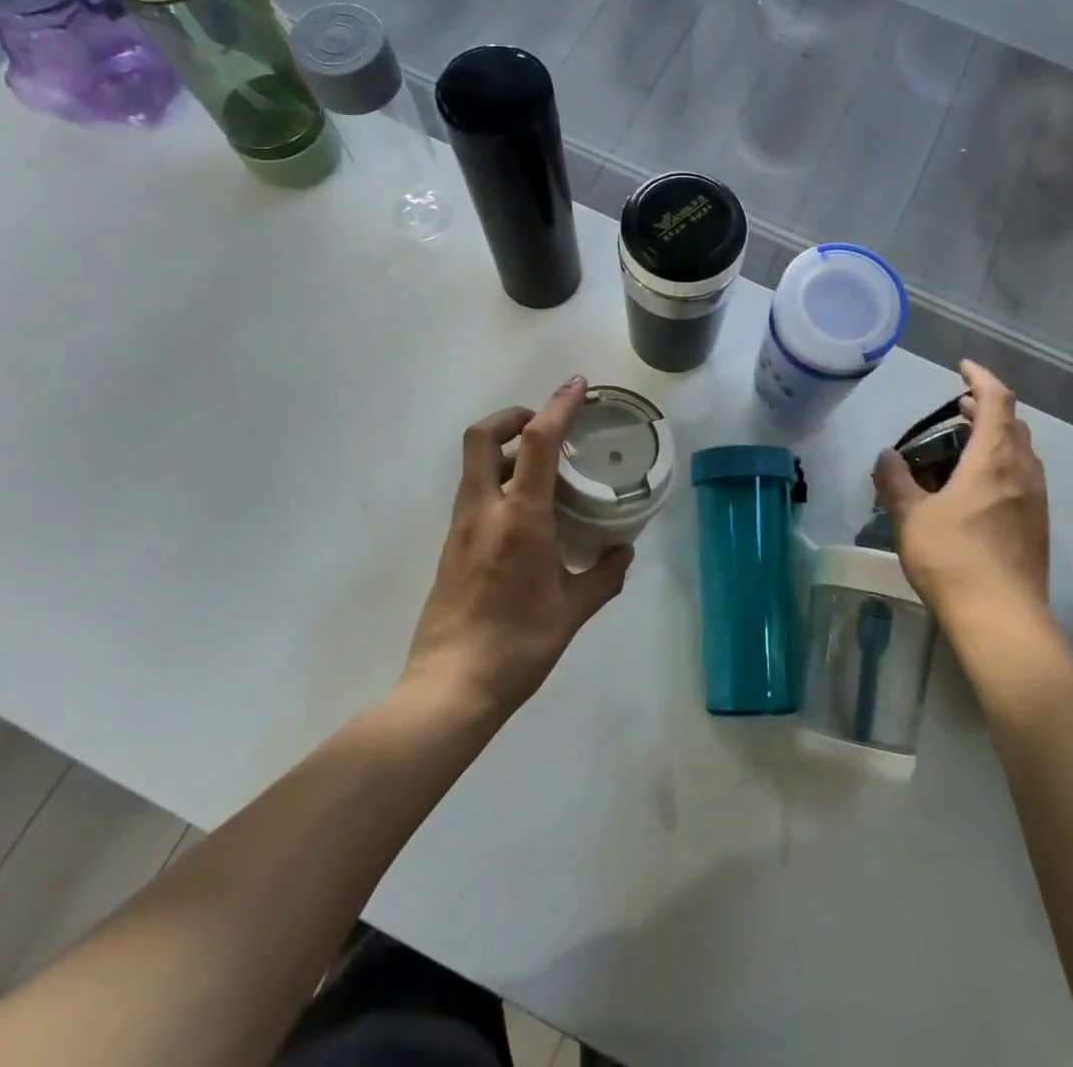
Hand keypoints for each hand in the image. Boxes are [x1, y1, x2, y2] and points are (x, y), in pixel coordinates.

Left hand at [406, 376, 633, 717]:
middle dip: (514, 415)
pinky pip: (475, 493)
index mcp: (520, 518)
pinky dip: (499, 480)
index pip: (538, 442)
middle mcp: (484, 511)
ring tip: (545, 469)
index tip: (578, 385)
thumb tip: (623, 551)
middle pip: (484, 435)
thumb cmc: (518, 646)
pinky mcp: (452, 546)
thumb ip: (604, 575)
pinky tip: (527, 511)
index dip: (559, 405)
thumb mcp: (573, 611)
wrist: (450, 688)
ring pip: (475, 463)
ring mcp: (462, 527)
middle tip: (548, 425)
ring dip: (506, 448)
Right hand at [873, 360, 1053, 645]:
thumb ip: (895, 481)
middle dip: (986, 409)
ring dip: (997, 439)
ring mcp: (1036, 499)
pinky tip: (978, 490)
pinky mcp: (1038, 525)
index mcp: (993, 459)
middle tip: (957, 411)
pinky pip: (1024, 478)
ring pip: (1021, 452)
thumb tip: (886, 456)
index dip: (980, 377)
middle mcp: (1022, 471)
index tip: (961, 368)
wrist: (1002, 619)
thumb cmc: (952, 558)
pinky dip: (1003, 466)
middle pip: (1013, 424)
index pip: (997, 400)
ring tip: (965, 447)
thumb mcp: (911, 517)